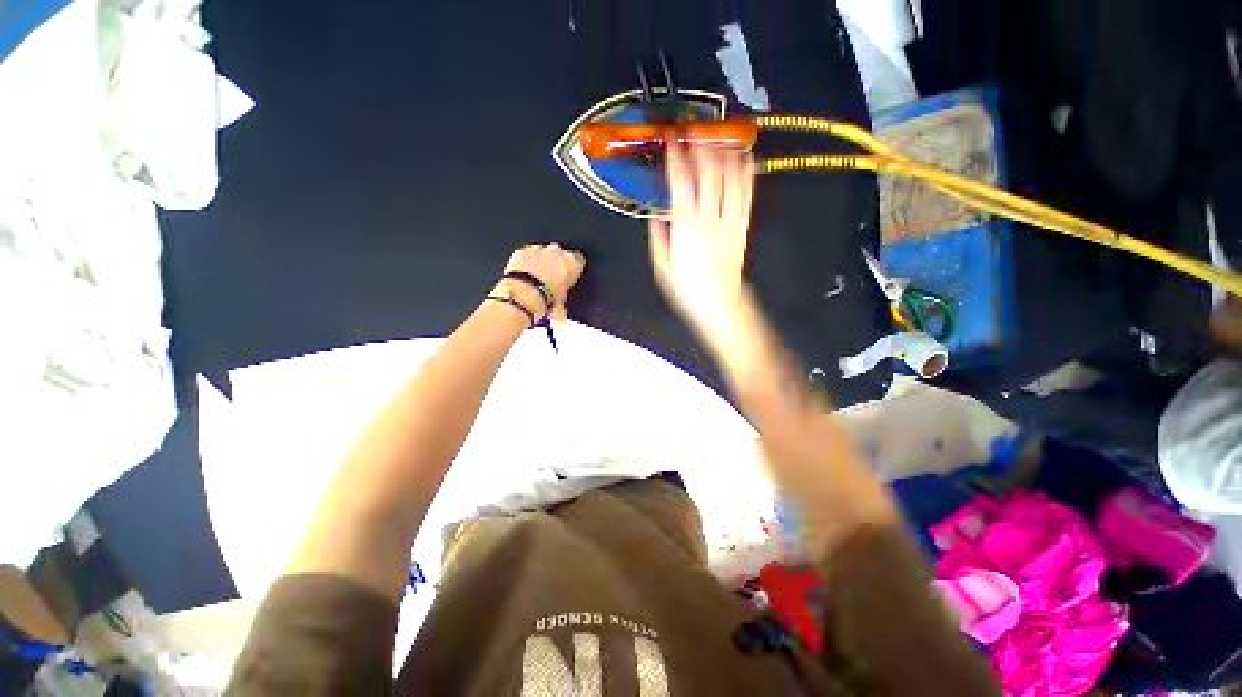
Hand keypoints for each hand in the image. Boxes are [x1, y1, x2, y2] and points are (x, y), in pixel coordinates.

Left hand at [496, 243, 585, 321]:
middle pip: (559, 254)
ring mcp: (538, 249)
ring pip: (541, 252)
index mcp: (572, 263)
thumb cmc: (544, 299)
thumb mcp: (561, 305)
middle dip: (554, 264)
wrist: (522, 296)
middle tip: (550, 281)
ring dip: (539, 262)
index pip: (578, 261)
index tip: (568, 277)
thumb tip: (560, 314)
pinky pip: (525, 254)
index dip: (572, 269)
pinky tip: (523, 275)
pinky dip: (524, 262)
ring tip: (534, 280)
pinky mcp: (521, 251)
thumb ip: (563, 304)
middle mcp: (556, 252)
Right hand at [648, 146, 755, 338]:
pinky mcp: (741, 227)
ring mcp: (728, 221)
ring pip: (729, 181)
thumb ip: (659, 236)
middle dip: (701, 147)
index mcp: (685, 227)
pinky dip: (746, 175)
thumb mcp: (662, 265)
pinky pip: (746, 196)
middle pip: (708, 175)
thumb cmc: (686, 287)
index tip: (672, 138)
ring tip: (720, 134)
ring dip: (724, 154)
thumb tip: (658, 213)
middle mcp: (709, 218)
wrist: (718, 302)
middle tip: (695, 128)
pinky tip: (745, 158)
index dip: (677, 158)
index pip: (680, 184)